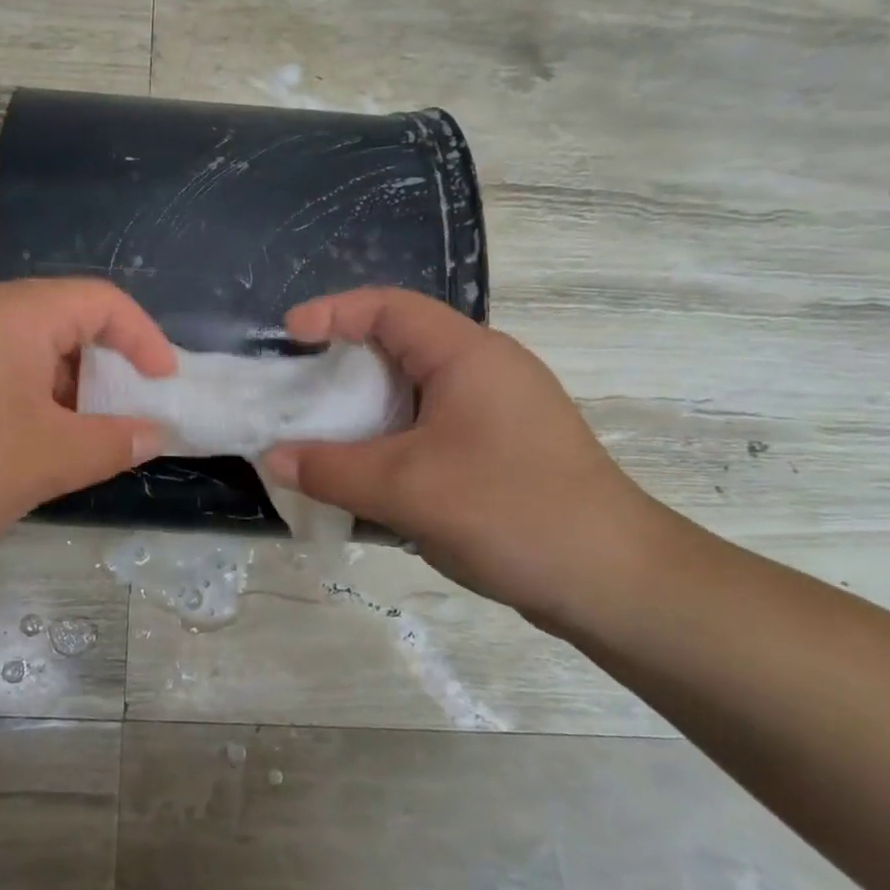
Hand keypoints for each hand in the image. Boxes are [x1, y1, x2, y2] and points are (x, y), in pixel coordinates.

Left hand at [0, 279, 173, 566]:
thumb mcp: (49, 459)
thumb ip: (114, 442)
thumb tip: (153, 433)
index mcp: (17, 313)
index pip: (102, 300)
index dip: (144, 338)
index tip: (164, 384)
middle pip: (66, 320)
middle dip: (107, 368)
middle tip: (128, 417)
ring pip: (30, 349)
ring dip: (68, 389)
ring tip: (82, 440)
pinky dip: (30, 397)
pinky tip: (30, 446)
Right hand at [262, 288, 672, 624]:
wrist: (616, 582)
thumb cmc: (509, 511)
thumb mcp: (405, 489)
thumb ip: (330, 470)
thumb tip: (273, 458)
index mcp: (467, 355)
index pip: (389, 307)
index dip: (333, 311)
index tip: (288, 335)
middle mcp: (487, 369)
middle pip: (401, 345)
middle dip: (343, 362)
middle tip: (299, 389)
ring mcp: (500, 410)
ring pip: (416, 390)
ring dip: (368, 407)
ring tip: (324, 432)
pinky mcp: (504, 448)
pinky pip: (433, 425)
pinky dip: (393, 437)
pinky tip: (372, 473)